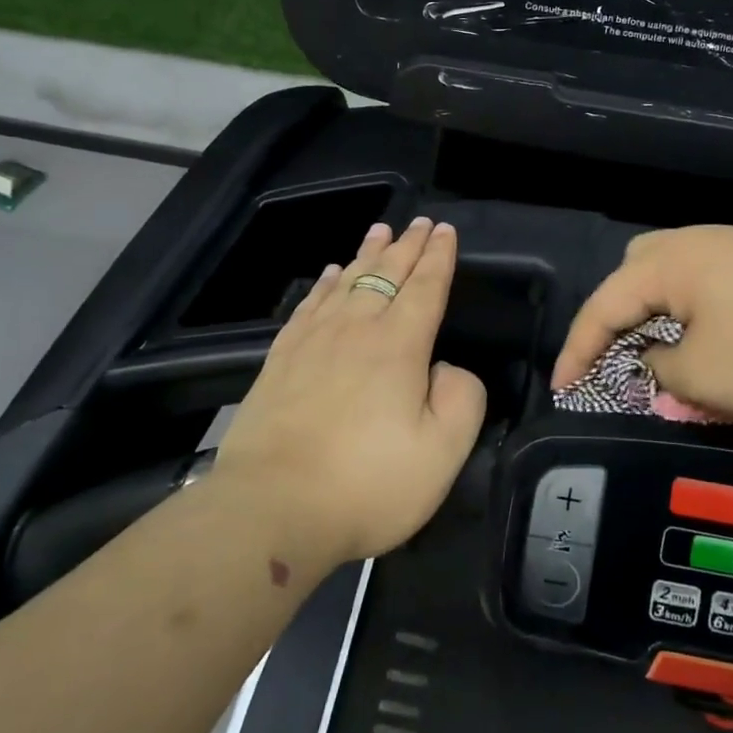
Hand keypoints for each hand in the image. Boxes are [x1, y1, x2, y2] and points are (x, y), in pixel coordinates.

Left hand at [214, 217, 486, 566]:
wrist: (270, 511)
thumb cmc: (367, 484)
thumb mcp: (443, 451)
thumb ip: (462, 398)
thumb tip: (444, 369)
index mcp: (399, 345)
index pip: (425, 287)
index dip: (438, 257)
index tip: (445, 230)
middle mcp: (356, 330)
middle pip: (387, 274)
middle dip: (408, 245)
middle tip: (420, 221)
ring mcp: (313, 342)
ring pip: (346, 281)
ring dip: (367, 254)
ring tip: (380, 231)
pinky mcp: (280, 361)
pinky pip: (309, 306)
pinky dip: (323, 284)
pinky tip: (329, 275)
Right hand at [550, 225, 732, 429]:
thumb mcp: (703, 377)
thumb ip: (662, 370)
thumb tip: (658, 362)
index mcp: (671, 261)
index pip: (604, 303)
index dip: (577, 348)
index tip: (561, 389)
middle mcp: (703, 242)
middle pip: (639, 269)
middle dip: (620, 313)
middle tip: (622, 355)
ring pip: (683, 279)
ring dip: (666, 318)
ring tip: (673, 359)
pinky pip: (719, 287)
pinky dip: (705, 318)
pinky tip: (727, 350)